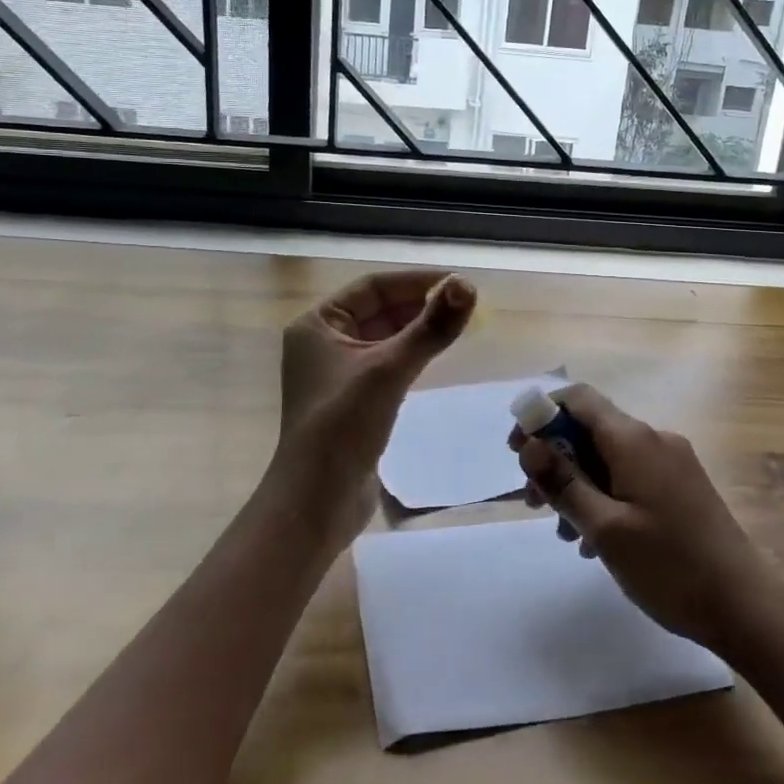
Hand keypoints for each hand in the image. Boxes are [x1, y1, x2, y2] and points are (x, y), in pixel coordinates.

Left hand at [266, 269, 476, 551]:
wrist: (315, 502)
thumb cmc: (343, 426)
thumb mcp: (389, 370)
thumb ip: (430, 328)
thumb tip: (468, 286)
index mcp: (317, 324)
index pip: (373, 287)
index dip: (416, 281)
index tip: (458, 283)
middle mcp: (323, 343)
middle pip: (379, 310)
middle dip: (419, 305)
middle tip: (465, 305)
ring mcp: (336, 374)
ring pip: (384, 337)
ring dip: (417, 330)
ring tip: (457, 326)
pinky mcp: (352, 401)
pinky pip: (385, 364)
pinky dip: (410, 355)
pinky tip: (434, 357)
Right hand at [511, 385, 771, 651]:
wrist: (746, 607)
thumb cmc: (670, 567)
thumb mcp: (605, 529)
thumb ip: (564, 483)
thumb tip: (530, 445)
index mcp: (635, 439)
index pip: (578, 398)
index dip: (542, 415)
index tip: (518, 452)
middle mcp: (654, 439)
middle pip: (591, 430)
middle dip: (556, 459)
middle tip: (533, 502)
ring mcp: (672, 463)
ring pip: (609, 458)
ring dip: (578, 484)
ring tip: (563, 532)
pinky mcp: (682, 487)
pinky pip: (631, 477)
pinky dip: (605, 496)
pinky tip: (597, 541)